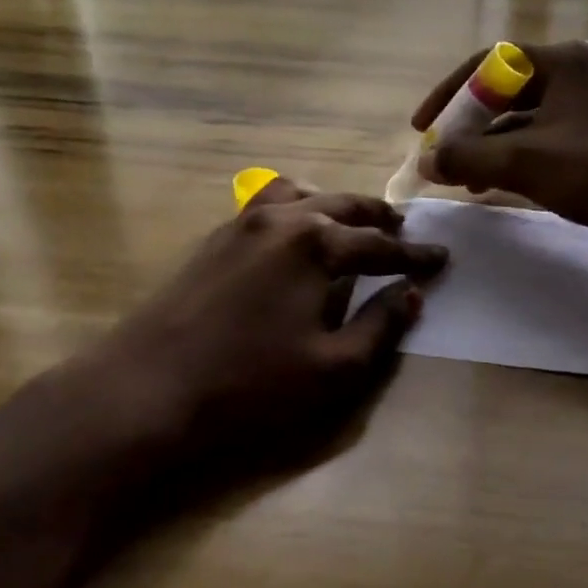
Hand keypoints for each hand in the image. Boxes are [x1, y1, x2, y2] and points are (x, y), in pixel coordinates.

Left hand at [82, 176, 447, 484]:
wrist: (146, 391)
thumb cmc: (250, 385)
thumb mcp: (334, 367)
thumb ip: (380, 326)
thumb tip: (412, 294)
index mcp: (314, 242)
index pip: (378, 244)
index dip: (414, 255)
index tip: (442, 259)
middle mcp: (278, 219)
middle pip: (340, 206)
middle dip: (376, 218)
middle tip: (403, 230)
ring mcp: (238, 225)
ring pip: (297, 196)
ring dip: (331, 206)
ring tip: (350, 225)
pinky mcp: (211, 242)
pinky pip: (264, 208)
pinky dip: (293, 211)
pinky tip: (293, 238)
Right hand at [412, 41, 587, 268]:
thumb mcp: (524, 161)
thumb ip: (467, 156)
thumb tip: (425, 162)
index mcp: (563, 62)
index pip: (489, 64)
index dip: (450, 93)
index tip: (424, 126)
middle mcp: (575, 76)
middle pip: (503, 94)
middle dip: (468, 127)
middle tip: (441, 157)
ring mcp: (586, 109)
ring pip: (520, 122)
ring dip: (487, 148)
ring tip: (461, 178)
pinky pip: (539, 142)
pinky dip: (512, 160)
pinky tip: (492, 185)